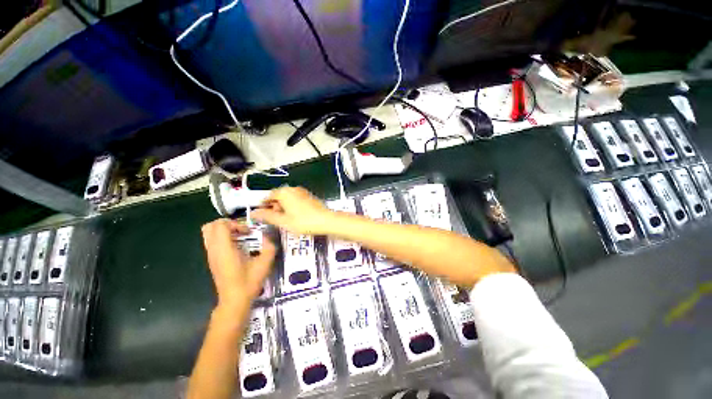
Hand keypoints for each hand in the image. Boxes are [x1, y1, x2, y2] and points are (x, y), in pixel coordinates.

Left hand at [201, 219, 275, 309]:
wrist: (235, 300)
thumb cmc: (249, 282)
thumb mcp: (265, 263)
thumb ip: (269, 247)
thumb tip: (267, 237)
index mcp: (224, 249)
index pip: (220, 225)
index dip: (235, 223)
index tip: (248, 232)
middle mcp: (214, 250)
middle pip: (210, 226)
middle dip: (226, 223)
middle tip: (241, 230)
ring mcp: (211, 255)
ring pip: (208, 233)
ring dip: (223, 230)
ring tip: (239, 236)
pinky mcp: (212, 259)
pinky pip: (212, 241)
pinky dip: (222, 237)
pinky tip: (236, 245)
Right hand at [251, 187, 334, 234]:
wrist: (326, 220)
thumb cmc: (303, 221)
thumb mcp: (283, 221)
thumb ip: (267, 216)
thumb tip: (253, 213)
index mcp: (284, 192)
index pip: (268, 196)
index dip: (263, 206)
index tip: (261, 216)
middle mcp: (293, 189)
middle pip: (278, 196)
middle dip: (274, 207)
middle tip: (274, 220)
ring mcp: (302, 192)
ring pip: (287, 198)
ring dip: (283, 207)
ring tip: (285, 220)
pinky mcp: (308, 196)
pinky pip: (295, 199)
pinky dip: (291, 206)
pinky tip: (294, 217)